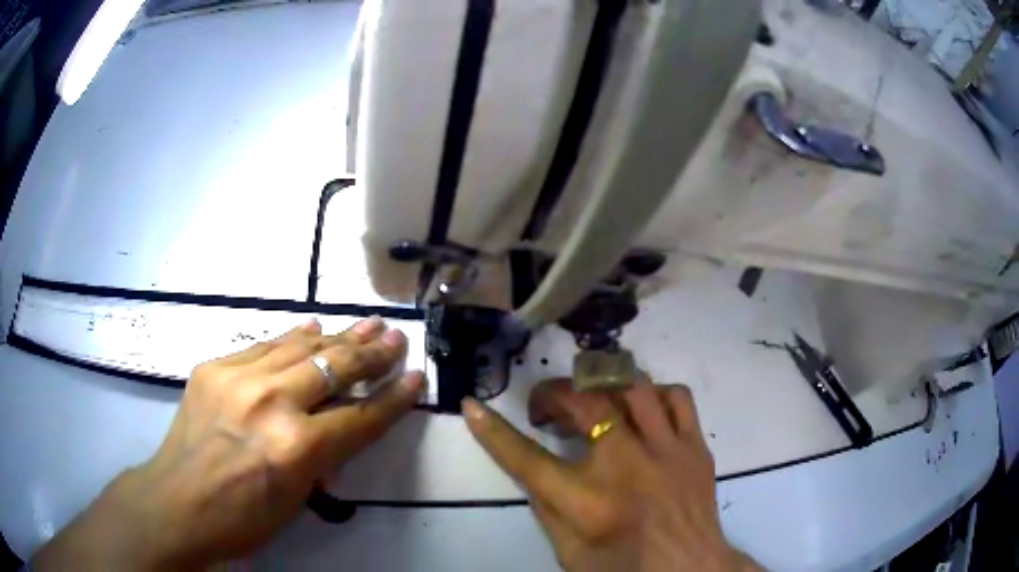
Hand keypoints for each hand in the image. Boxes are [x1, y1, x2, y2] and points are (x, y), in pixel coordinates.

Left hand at [34, 317, 424, 570]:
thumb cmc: (242, 517)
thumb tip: (342, 423)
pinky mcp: (214, 366)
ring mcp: (238, 378)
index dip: (393, 398)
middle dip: (371, 353)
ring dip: (337, 336)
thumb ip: (322, 456)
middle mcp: (271, 403)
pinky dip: (292, 338)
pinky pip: (263, 346)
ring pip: (300, 347)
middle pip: (333, 369)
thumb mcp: (296, 499)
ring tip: (365, 322)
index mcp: (296, 449)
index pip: (360, 417)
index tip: (416, 377)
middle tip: (395, 337)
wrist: (177, 501)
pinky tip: (310, 328)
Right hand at [463, 379, 757, 571]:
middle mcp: (627, 467)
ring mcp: (667, 451)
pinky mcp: (696, 446)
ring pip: (633, 386)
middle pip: (584, 403)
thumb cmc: (625, 568)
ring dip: (601, 386)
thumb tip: (536, 467)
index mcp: (588, 503)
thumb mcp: (570, 552)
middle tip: (544, 408)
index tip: (473, 407)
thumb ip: (548, 508)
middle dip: (552, 394)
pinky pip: (677, 397)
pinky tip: (641, 410)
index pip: (527, 459)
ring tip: (591, 402)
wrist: (690, 570)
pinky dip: (653, 394)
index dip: (493, 432)